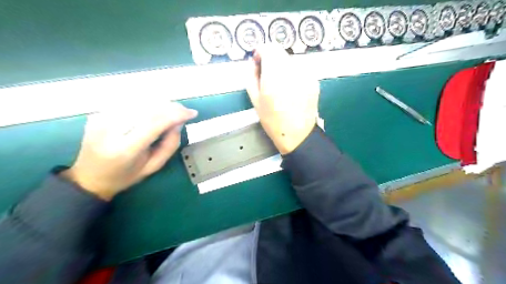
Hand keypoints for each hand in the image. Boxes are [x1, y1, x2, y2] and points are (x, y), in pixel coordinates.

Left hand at [60, 102, 197, 199]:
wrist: (89, 178)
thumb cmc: (125, 176)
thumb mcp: (153, 166)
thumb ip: (169, 145)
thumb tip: (178, 123)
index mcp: (125, 149)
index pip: (154, 123)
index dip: (176, 114)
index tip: (191, 113)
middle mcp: (110, 130)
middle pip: (146, 108)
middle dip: (170, 106)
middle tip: (183, 111)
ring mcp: (100, 119)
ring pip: (138, 101)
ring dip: (160, 102)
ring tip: (171, 109)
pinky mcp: (97, 114)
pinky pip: (127, 102)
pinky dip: (145, 102)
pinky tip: (154, 108)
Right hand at [247, 46, 318, 154]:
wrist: (297, 134)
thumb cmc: (273, 120)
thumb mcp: (255, 100)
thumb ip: (251, 77)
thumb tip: (252, 62)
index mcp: (274, 76)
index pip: (269, 48)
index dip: (261, 51)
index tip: (258, 60)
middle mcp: (292, 71)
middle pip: (280, 52)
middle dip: (271, 59)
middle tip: (267, 74)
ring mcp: (305, 75)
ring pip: (291, 60)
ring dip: (283, 66)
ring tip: (280, 84)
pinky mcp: (313, 81)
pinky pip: (300, 70)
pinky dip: (293, 73)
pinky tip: (291, 88)